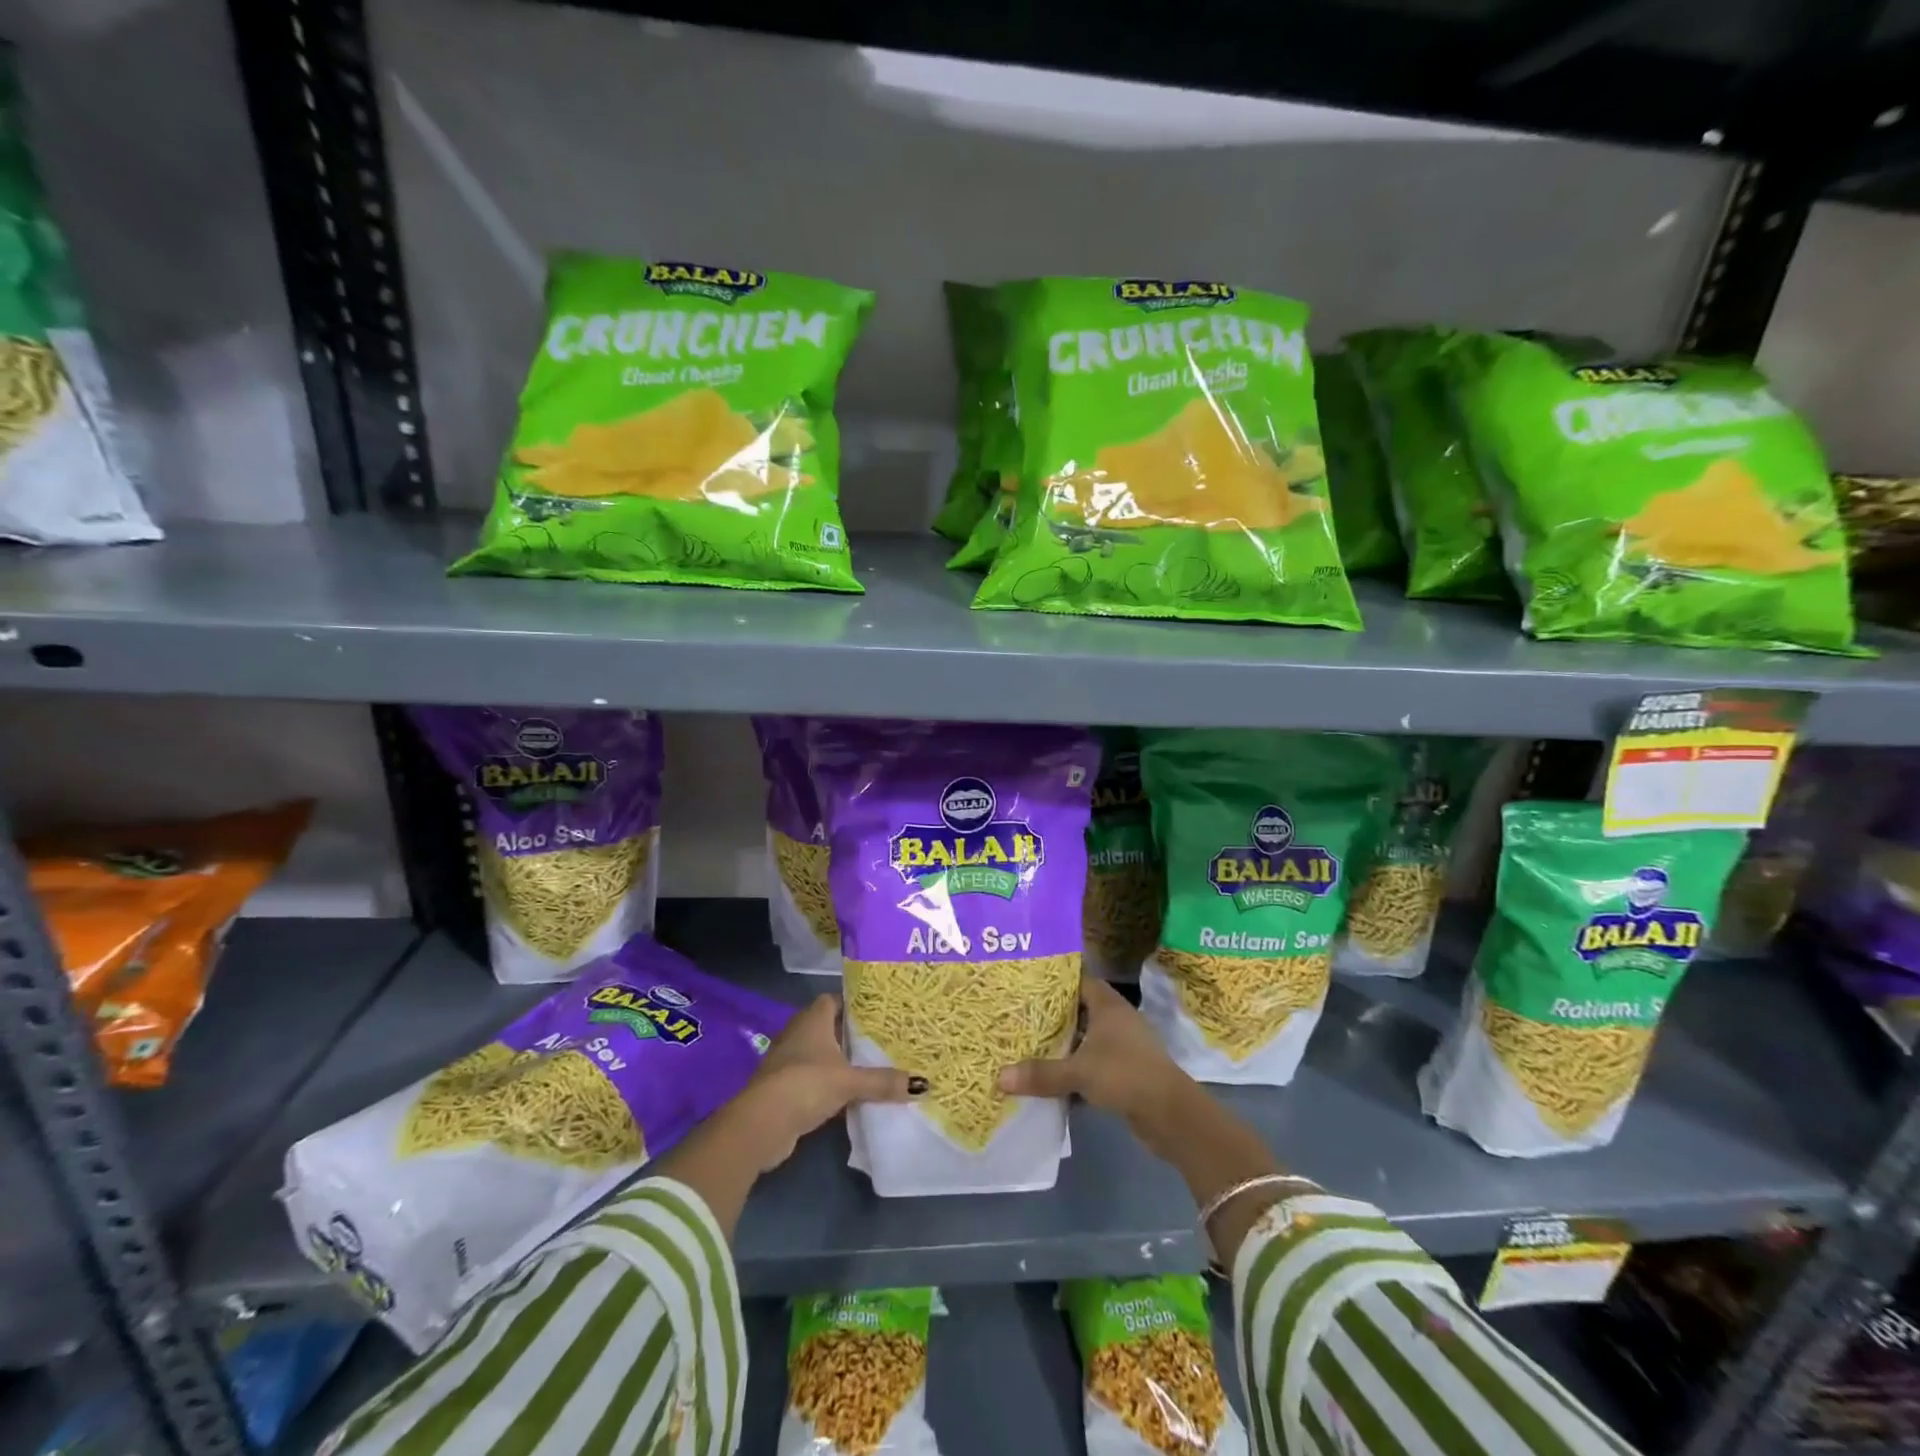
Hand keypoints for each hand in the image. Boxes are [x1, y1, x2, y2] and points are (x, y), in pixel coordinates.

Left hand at [734, 994, 924, 1171]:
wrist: (762, 1124)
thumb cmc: (806, 1084)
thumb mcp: (849, 1081)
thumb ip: (882, 1081)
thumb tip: (922, 1084)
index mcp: (812, 1019)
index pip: (834, 999)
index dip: (854, 1003)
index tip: (879, 1012)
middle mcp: (798, 1034)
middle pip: (829, 1027)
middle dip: (852, 1034)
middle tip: (883, 1039)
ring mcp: (789, 1061)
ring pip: (822, 1055)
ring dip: (841, 1062)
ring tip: (873, 1066)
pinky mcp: (785, 1088)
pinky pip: (814, 1079)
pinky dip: (830, 1085)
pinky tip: (851, 1096)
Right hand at [998, 979, 1190, 1135]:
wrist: (1170, 1114)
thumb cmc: (1125, 1074)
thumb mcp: (1079, 1072)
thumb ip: (1041, 1074)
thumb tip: (999, 1078)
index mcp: (1107, 1004)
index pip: (1078, 980)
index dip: (1054, 981)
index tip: (1026, 985)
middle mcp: (1115, 1019)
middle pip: (1078, 1010)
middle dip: (1051, 1016)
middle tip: (1018, 1017)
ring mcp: (1122, 1045)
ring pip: (1085, 1039)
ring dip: (1062, 1046)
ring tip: (1027, 1047)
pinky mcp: (1124, 1071)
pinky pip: (1092, 1063)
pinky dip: (1074, 1070)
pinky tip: (1051, 1081)